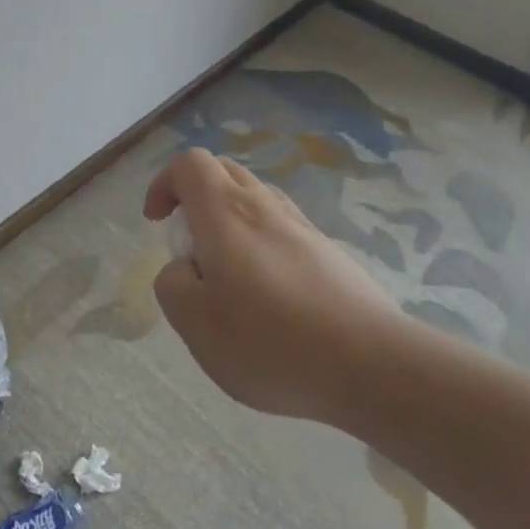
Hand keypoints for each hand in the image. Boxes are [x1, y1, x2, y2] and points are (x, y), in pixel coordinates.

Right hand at [144, 148, 404, 421]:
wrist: (371, 365)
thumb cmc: (269, 341)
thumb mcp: (194, 322)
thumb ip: (172, 283)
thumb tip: (184, 267)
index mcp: (225, 213)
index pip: (189, 163)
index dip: (165, 184)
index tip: (158, 223)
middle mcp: (264, 206)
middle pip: (223, 172)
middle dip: (195, 197)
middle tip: (190, 246)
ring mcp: (302, 227)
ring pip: (256, 199)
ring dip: (230, 221)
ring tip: (228, 276)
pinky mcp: (329, 253)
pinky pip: (283, 229)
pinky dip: (261, 244)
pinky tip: (269, 297)